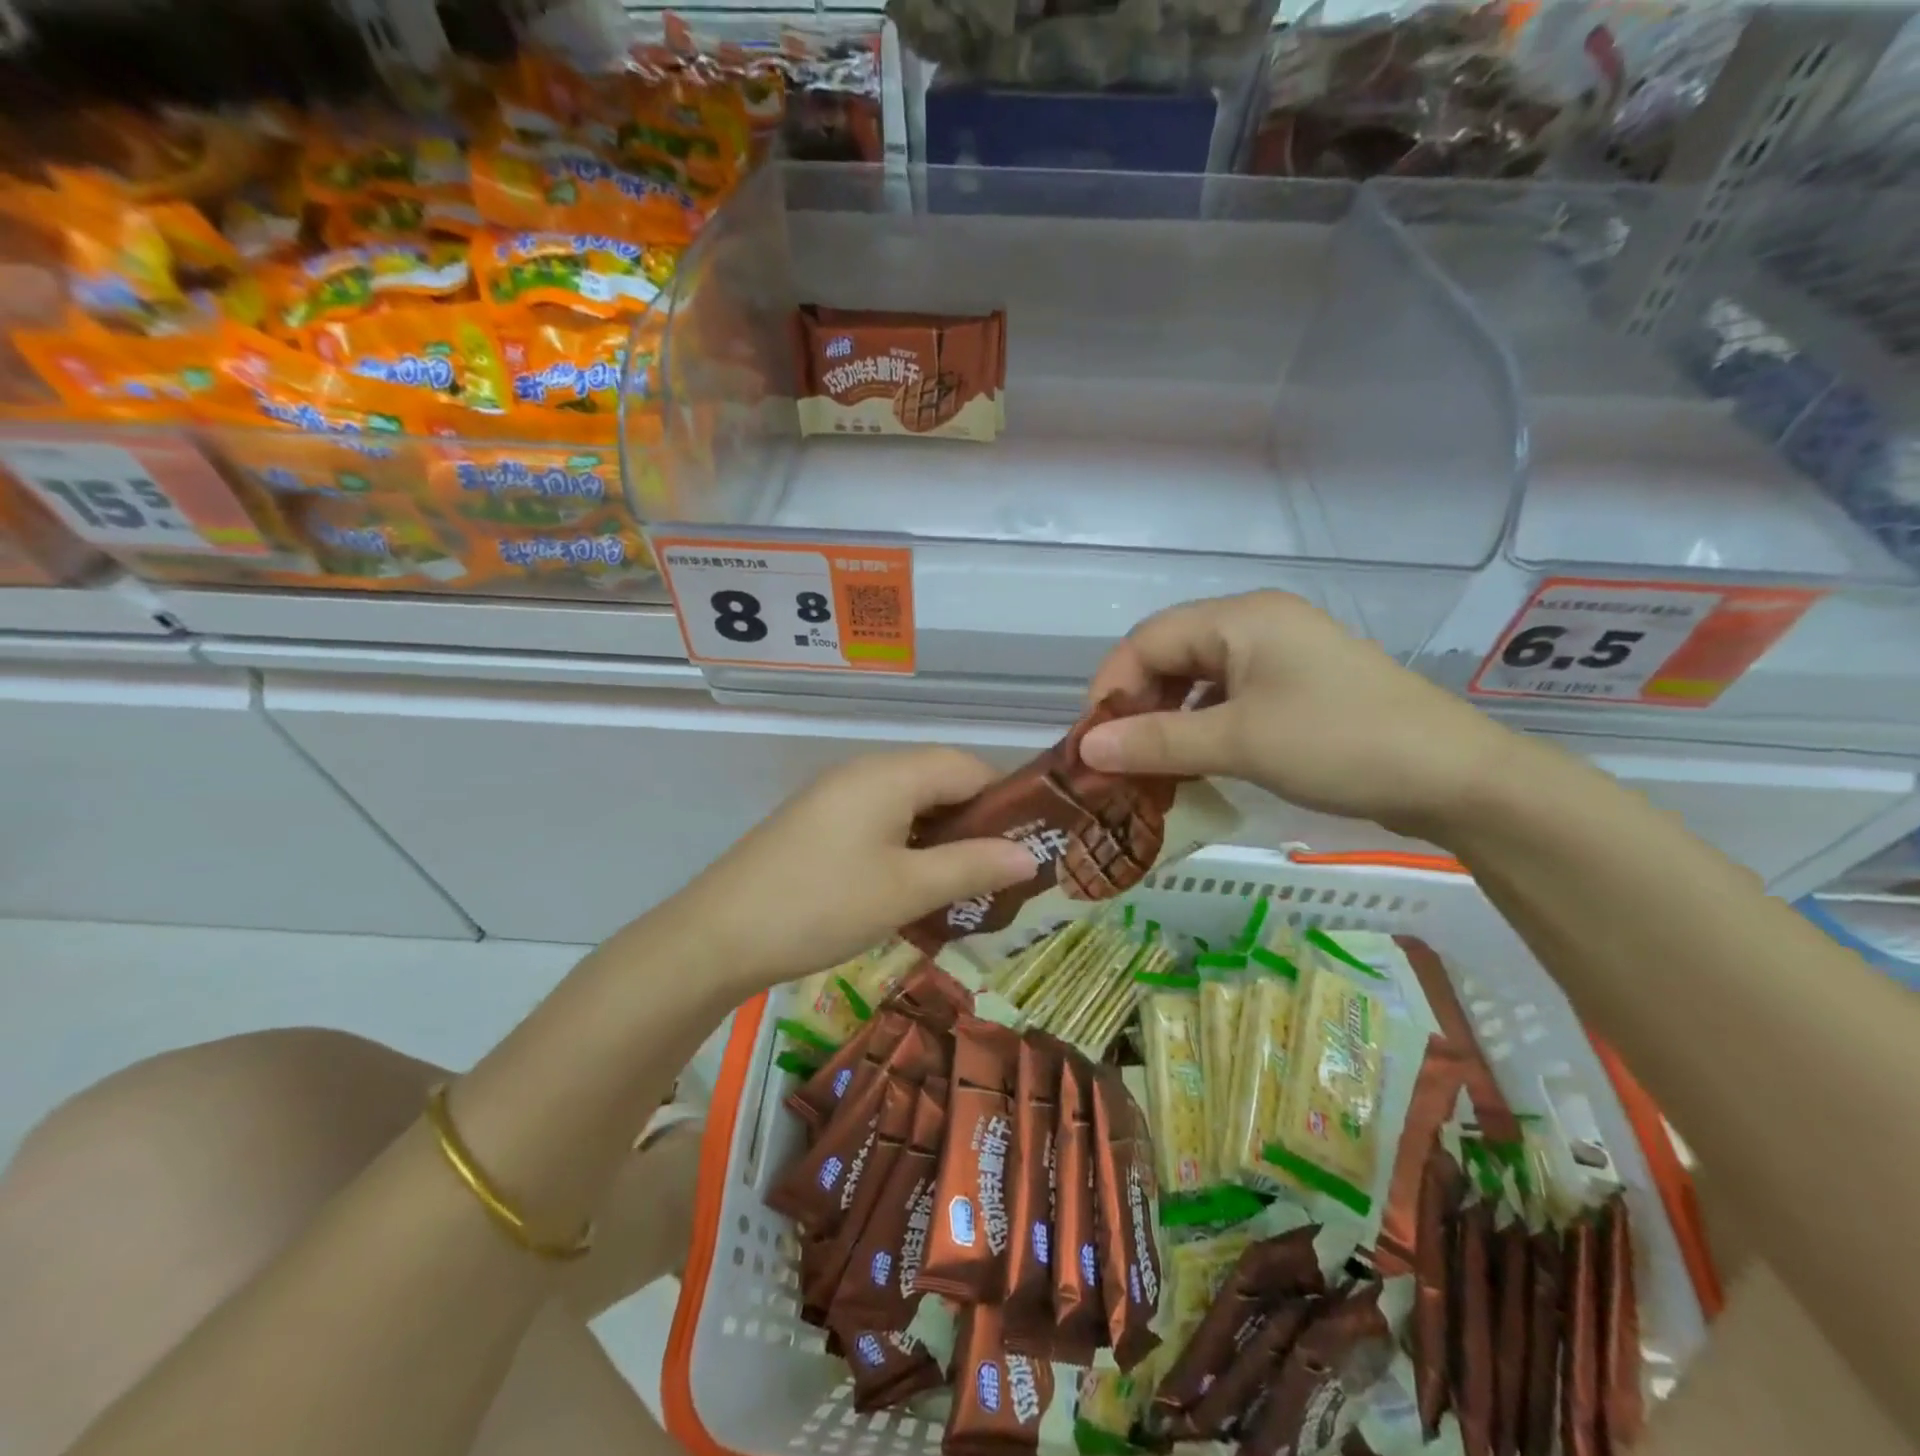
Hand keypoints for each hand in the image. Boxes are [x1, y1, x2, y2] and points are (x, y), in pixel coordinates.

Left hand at [657, 748, 1037, 988]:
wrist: (718, 935)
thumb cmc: (823, 905)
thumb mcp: (907, 889)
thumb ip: (972, 866)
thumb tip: (1031, 856)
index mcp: (891, 773)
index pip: (970, 767)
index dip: (1007, 801)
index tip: (1031, 846)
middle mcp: (866, 772)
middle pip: (940, 781)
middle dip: (976, 823)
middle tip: (1001, 874)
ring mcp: (837, 795)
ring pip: (910, 803)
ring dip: (942, 837)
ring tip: (964, 886)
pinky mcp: (819, 822)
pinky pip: (881, 820)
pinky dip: (908, 845)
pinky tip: (913, 886)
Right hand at [1082, 592, 1511, 838]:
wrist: (1455, 777)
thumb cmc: (1339, 744)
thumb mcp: (1238, 742)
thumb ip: (1156, 743)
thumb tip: (1086, 748)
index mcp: (1240, 618)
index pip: (1146, 640)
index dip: (1111, 688)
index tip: (1094, 743)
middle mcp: (1257, 624)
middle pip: (1169, 654)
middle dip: (1137, 706)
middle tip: (1118, 759)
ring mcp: (1281, 655)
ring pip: (1198, 678)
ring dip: (1167, 719)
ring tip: (1149, 765)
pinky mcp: (1297, 686)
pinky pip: (1229, 697)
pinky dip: (1201, 726)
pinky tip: (1195, 759)